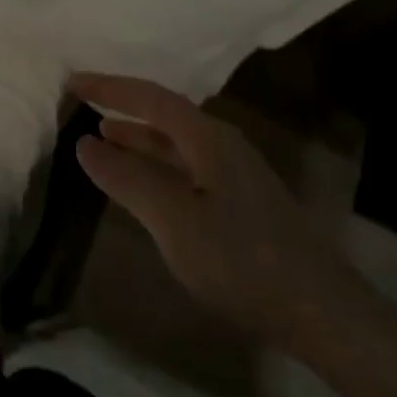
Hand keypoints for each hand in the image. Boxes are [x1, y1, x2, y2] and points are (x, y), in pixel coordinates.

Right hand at [70, 73, 362, 350]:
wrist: (323, 314)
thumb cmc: (242, 259)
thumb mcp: (174, 220)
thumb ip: (127, 179)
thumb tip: (86, 144)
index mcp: (208, 137)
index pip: (150, 97)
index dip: (110, 88)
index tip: (72, 82)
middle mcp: (222, 145)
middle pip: (165, 115)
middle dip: (123, 108)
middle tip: (83, 106)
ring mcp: (236, 175)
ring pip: (176, 145)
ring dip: (139, 139)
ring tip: (104, 138)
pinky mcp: (243, 205)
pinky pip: (187, 168)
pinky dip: (157, 166)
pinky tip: (145, 185)